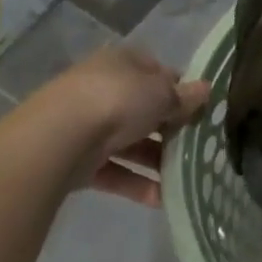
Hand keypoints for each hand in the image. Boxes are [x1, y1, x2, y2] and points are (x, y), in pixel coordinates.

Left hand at [41, 43, 208, 205]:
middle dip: (170, 128)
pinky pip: (114, 170)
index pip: (158, 72)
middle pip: (144, 109)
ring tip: (184, 177)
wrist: (55, 140)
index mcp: (123, 63)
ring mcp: (87, 125)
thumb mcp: (161, 94)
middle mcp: (103, 88)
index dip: (181, 89)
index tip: (200, 109)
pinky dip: (136, 183)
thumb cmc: (117, 101)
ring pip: (130, 142)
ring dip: (156, 159)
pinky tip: (160, 198)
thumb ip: (184, 96)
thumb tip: (206, 90)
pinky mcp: (77, 159)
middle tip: (196, 144)